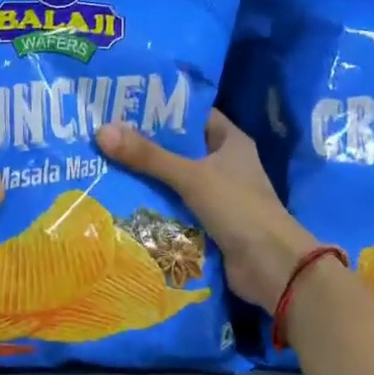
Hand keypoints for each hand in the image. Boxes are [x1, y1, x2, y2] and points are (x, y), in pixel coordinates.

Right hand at [96, 110, 317, 307]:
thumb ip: (148, 156)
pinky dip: (154, 208)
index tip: (125, 107)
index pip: (193, 116)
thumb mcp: (191, 176)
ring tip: (104, 167)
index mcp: (230, 142)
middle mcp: (225, 165)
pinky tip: (122, 202)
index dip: (163, 110)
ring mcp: (218, 197)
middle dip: (146, 147)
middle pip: (179, 149)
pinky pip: (175, 210)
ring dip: (147, 180)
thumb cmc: (238, 208)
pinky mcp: (209, 224)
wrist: (271, 267)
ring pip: (174, 181)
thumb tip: (102, 131)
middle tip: (105, 138)